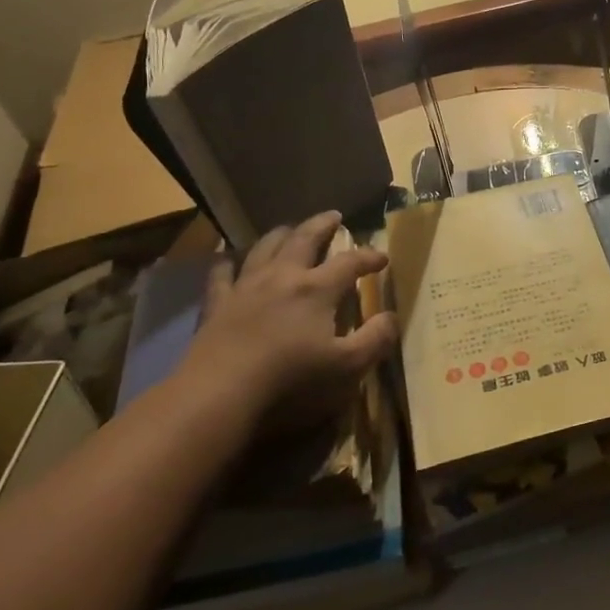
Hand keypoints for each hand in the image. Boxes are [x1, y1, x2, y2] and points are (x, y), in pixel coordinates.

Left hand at [173, 212, 395, 432]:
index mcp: (317, 289)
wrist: (219, 393)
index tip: (383, 258)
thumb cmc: (290, 380)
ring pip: (265, 248)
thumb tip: (392, 317)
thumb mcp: (347, 367)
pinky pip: (222, 273)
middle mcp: (283, 277)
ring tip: (290, 229)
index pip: (349, 263)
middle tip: (334, 216)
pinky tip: (228, 258)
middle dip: (322, 225)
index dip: (369, 257)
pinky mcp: (217, 304)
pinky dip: (227, 261)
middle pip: (304, 239)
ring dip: (281, 234)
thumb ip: (374, 340)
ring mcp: (246, 287)